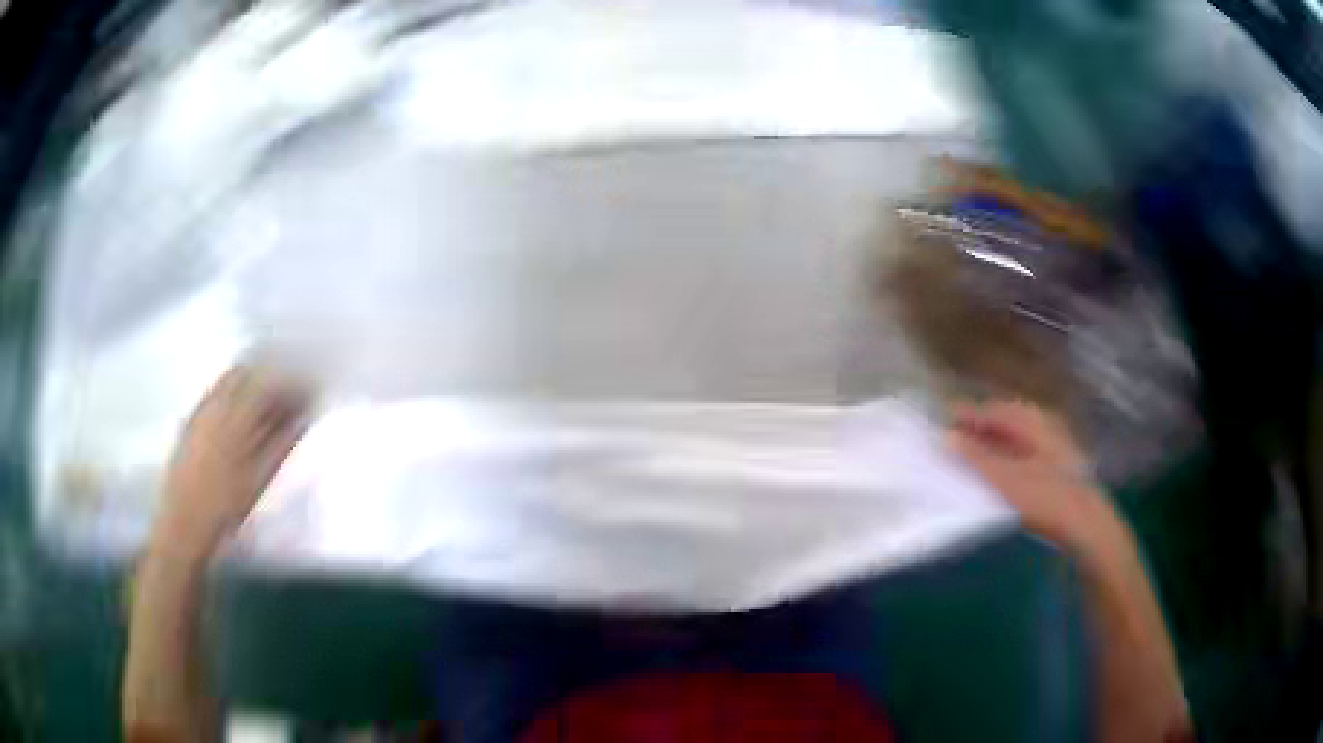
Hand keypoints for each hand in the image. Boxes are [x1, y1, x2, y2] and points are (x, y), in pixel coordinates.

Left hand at [151, 364, 310, 561]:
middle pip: (249, 371)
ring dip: (254, 379)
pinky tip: (242, 406)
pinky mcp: (191, 418)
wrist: (183, 523)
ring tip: (271, 398)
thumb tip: (302, 416)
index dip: (294, 381)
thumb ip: (281, 442)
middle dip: (274, 375)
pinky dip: (234, 388)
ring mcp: (201, 408)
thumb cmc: (225, 507)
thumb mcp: (259, 478)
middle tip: (293, 391)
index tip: (312, 389)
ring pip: (231, 377)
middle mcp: (216, 402)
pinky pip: (216, 389)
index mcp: (237, 415)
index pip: (270, 381)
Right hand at [947, 399, 1109, 546]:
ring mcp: (1052, 444)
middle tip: (950, 447)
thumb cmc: (1046, 497)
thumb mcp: (1006, 479)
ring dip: (990, 447)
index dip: (965, 416)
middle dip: (977, 432)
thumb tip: (946, 436)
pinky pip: (1022, 454)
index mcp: (1030, 420)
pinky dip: (1004, 460)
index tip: (939, 426)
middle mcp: (1042, 424)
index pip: (990, 410)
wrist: (1085, 524)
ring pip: (1013, 439)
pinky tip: (995, 478)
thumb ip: (976, 457)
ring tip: (968, 465)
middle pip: (1002, 422)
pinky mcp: (1055, 466)